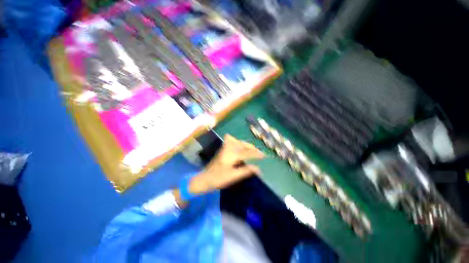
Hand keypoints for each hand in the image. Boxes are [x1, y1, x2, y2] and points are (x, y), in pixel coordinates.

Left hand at [174, 134, 263, 205]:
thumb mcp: (233, 176)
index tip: (264, 156)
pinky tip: (241, 146)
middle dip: (252, 147)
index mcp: (232, 155)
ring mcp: (224, 148)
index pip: (247, 152)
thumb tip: (258, 168)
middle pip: (242, 144)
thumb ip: (245, 171)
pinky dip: (239, 143)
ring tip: (252, 149)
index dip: (256, 154)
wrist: (204, 179)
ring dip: (246, 144)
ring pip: (237, 142)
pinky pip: (232, 143)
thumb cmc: (218, 179)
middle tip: (259, 152)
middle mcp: (228, 149)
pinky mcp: (222, 150)